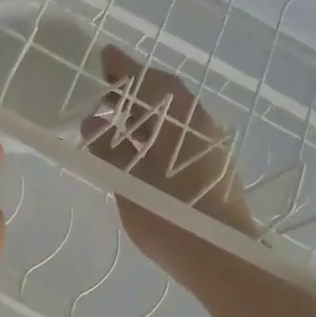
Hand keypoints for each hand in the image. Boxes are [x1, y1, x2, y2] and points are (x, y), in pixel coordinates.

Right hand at [84, 47, 257, 282]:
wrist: (221, 259)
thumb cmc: (170, 216)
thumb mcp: (128, 180)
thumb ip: (108, 147)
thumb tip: (94, 123)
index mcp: (180, 118)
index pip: (148, 80)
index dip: (124, 69)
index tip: (103, 58)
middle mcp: (199, 124)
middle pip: (163, 96)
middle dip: (132, 91)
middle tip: (100, 93)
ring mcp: (209, 146)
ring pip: (172, 117)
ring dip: (143, 114)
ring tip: (111, 123)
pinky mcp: (212, 167)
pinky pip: (178, 136)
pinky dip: (155, 133)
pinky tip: (135, 149)